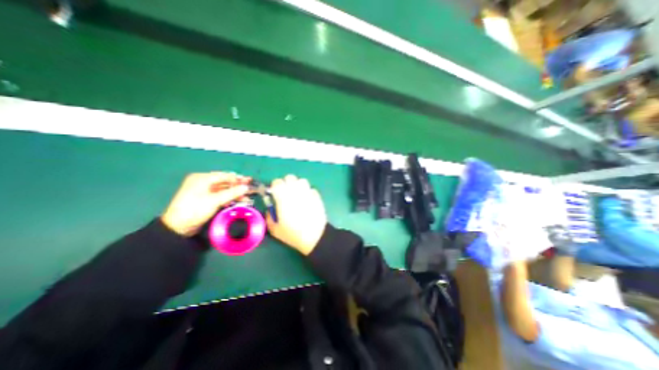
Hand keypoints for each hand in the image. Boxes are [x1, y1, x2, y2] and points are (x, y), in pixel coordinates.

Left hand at [161, 171, 248, 236]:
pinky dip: (230, 198)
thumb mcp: (215, 200)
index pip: (224, 176)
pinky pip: (221, 196)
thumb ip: (232, 192)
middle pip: (225, 182)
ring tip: (247, 197)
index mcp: (202, 178)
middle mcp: (203, 182)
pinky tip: (239, 201)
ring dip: (235, 193)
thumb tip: (246, 187)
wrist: (178, 227)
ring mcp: (204, 191)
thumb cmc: (195, 210)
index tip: (250, 182)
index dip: (238, 179)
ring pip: (224, 190)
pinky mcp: (206, 200)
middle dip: (238, 186)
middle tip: (250, 188)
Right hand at [265, 175, 325, 254]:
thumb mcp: (275, 230)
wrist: (314, 236)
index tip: (275, 192)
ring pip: (302, 181)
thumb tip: (270, 210)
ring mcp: (308, 193)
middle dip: (286, 183)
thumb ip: (269, 217)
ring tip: (297, 195)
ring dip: (298, 185)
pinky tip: (307, 200)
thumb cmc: (293, 234)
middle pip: (290, 177)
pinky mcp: (317, 196)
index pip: (277, 182)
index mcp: (283, 197)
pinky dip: (308, 192)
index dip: (275, 186)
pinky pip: (311, 189)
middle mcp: (295, 192)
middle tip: (286, 193)